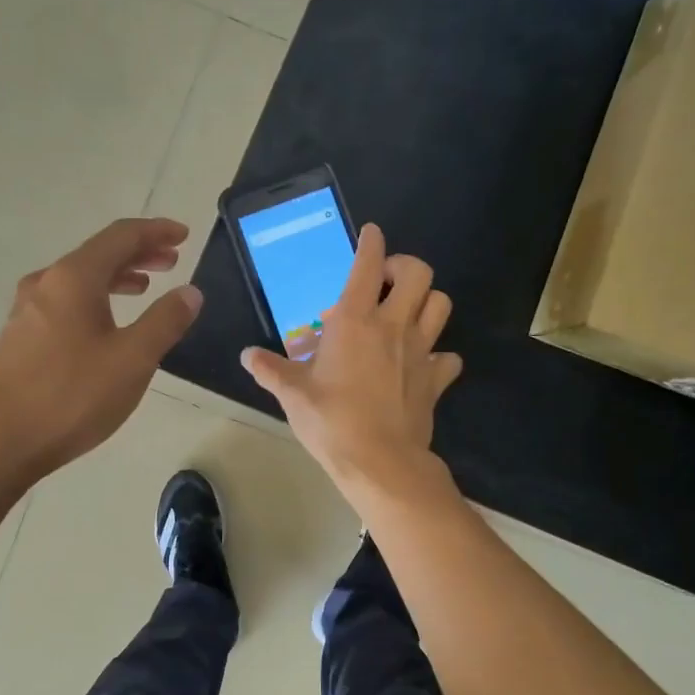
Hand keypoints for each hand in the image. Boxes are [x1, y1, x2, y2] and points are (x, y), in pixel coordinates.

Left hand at [0, 218, 201, 488]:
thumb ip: (165, 321)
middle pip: (99, 253)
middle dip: (139, 253)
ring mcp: (27, 310)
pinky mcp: (20, 337)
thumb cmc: (71, 397)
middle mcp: (46, 283)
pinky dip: (95, 298)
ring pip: (80, 279)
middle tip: (172, 261)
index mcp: (74, 278)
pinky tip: (105, 324)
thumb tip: (190, 291)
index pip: (121, 236)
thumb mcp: (133, 360)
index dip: (156, 231)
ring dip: (117, 277)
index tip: (184, 235)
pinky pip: (65, 301)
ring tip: (144, 287)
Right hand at [242, 223, 461, 499]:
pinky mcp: (436, 379)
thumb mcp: (293, 394)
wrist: (380, 461)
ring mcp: (420, 351)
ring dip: (426, 301)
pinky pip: (447, 356)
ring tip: (406, 312)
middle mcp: (393, 326)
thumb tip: (247, 356)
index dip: (371, 242)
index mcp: (355, 321)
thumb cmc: (332, 421)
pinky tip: (421, 364)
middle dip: (404, 266)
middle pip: (419, 273)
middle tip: (386, 282)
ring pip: (440, 305)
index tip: (371, 233)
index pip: (368, 265)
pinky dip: (439, 354)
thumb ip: (271, 370)